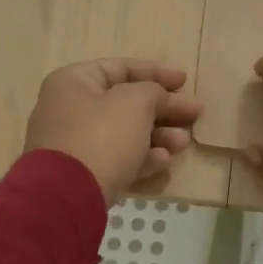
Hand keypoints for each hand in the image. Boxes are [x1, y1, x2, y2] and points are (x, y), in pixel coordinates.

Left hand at [23, 59, 203, 201]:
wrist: (68, 195)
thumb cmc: (102, 135)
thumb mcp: (135, 102)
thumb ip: (154, 92)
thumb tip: (160, 98)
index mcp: (74, 82)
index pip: (120, 68)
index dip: (155, 71)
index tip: (185, 80)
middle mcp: (69, 110)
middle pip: (125, 102)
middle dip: (163, 108)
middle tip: (195, 113)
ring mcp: (75, 145)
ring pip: (125, 133)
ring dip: (159, 135)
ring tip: (184, 142)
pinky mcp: (83, 175)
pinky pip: (118, 159)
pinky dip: (143, 157)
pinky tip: (165, 161)